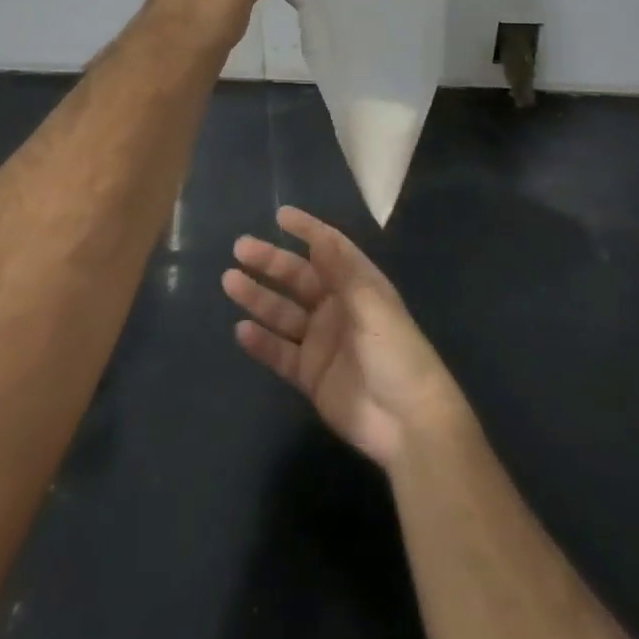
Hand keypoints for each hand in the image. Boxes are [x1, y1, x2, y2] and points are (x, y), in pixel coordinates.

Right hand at [224, 206, 467, 470]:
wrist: (408, 423)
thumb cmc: (396, 353)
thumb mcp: (371, 305)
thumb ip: (341, 272)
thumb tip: (319, 235)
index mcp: (357, 286)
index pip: (329, 249)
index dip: (307, 230)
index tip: (280, 215)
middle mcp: (337, 308)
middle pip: (298, 278)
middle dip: (271, 262)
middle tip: (240, 248)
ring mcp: (322, 342)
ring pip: (283, 312)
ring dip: (258, 296)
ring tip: (230, 280)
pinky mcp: (311, 375)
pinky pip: (281, 352)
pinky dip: (262, 342)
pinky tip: (241, 330)